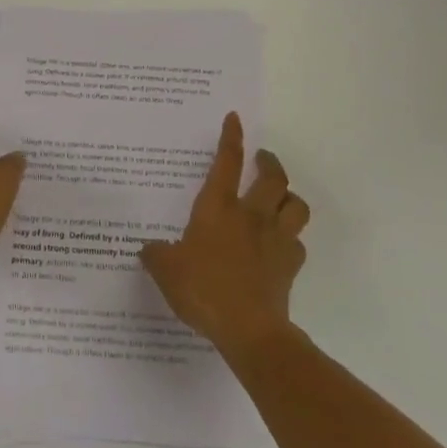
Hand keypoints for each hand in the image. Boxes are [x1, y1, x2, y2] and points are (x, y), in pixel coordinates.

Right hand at [140, 113, 308, 358]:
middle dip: (269, 162)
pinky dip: (291, 239)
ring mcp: (276, 239)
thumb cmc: (204, 289)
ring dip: (289, 197)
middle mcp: (251, 215)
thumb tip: (148, 248)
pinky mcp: (290, 265)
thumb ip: (156, 254)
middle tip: (263, 159)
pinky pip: (298, 243)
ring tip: (280, 198)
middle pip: (273, 177)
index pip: (227, 162)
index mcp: (218, 208)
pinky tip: (281, 246)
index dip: (231, 138)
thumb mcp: (166, 270)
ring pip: (296, 205)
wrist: (249, 329)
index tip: (235, 118)